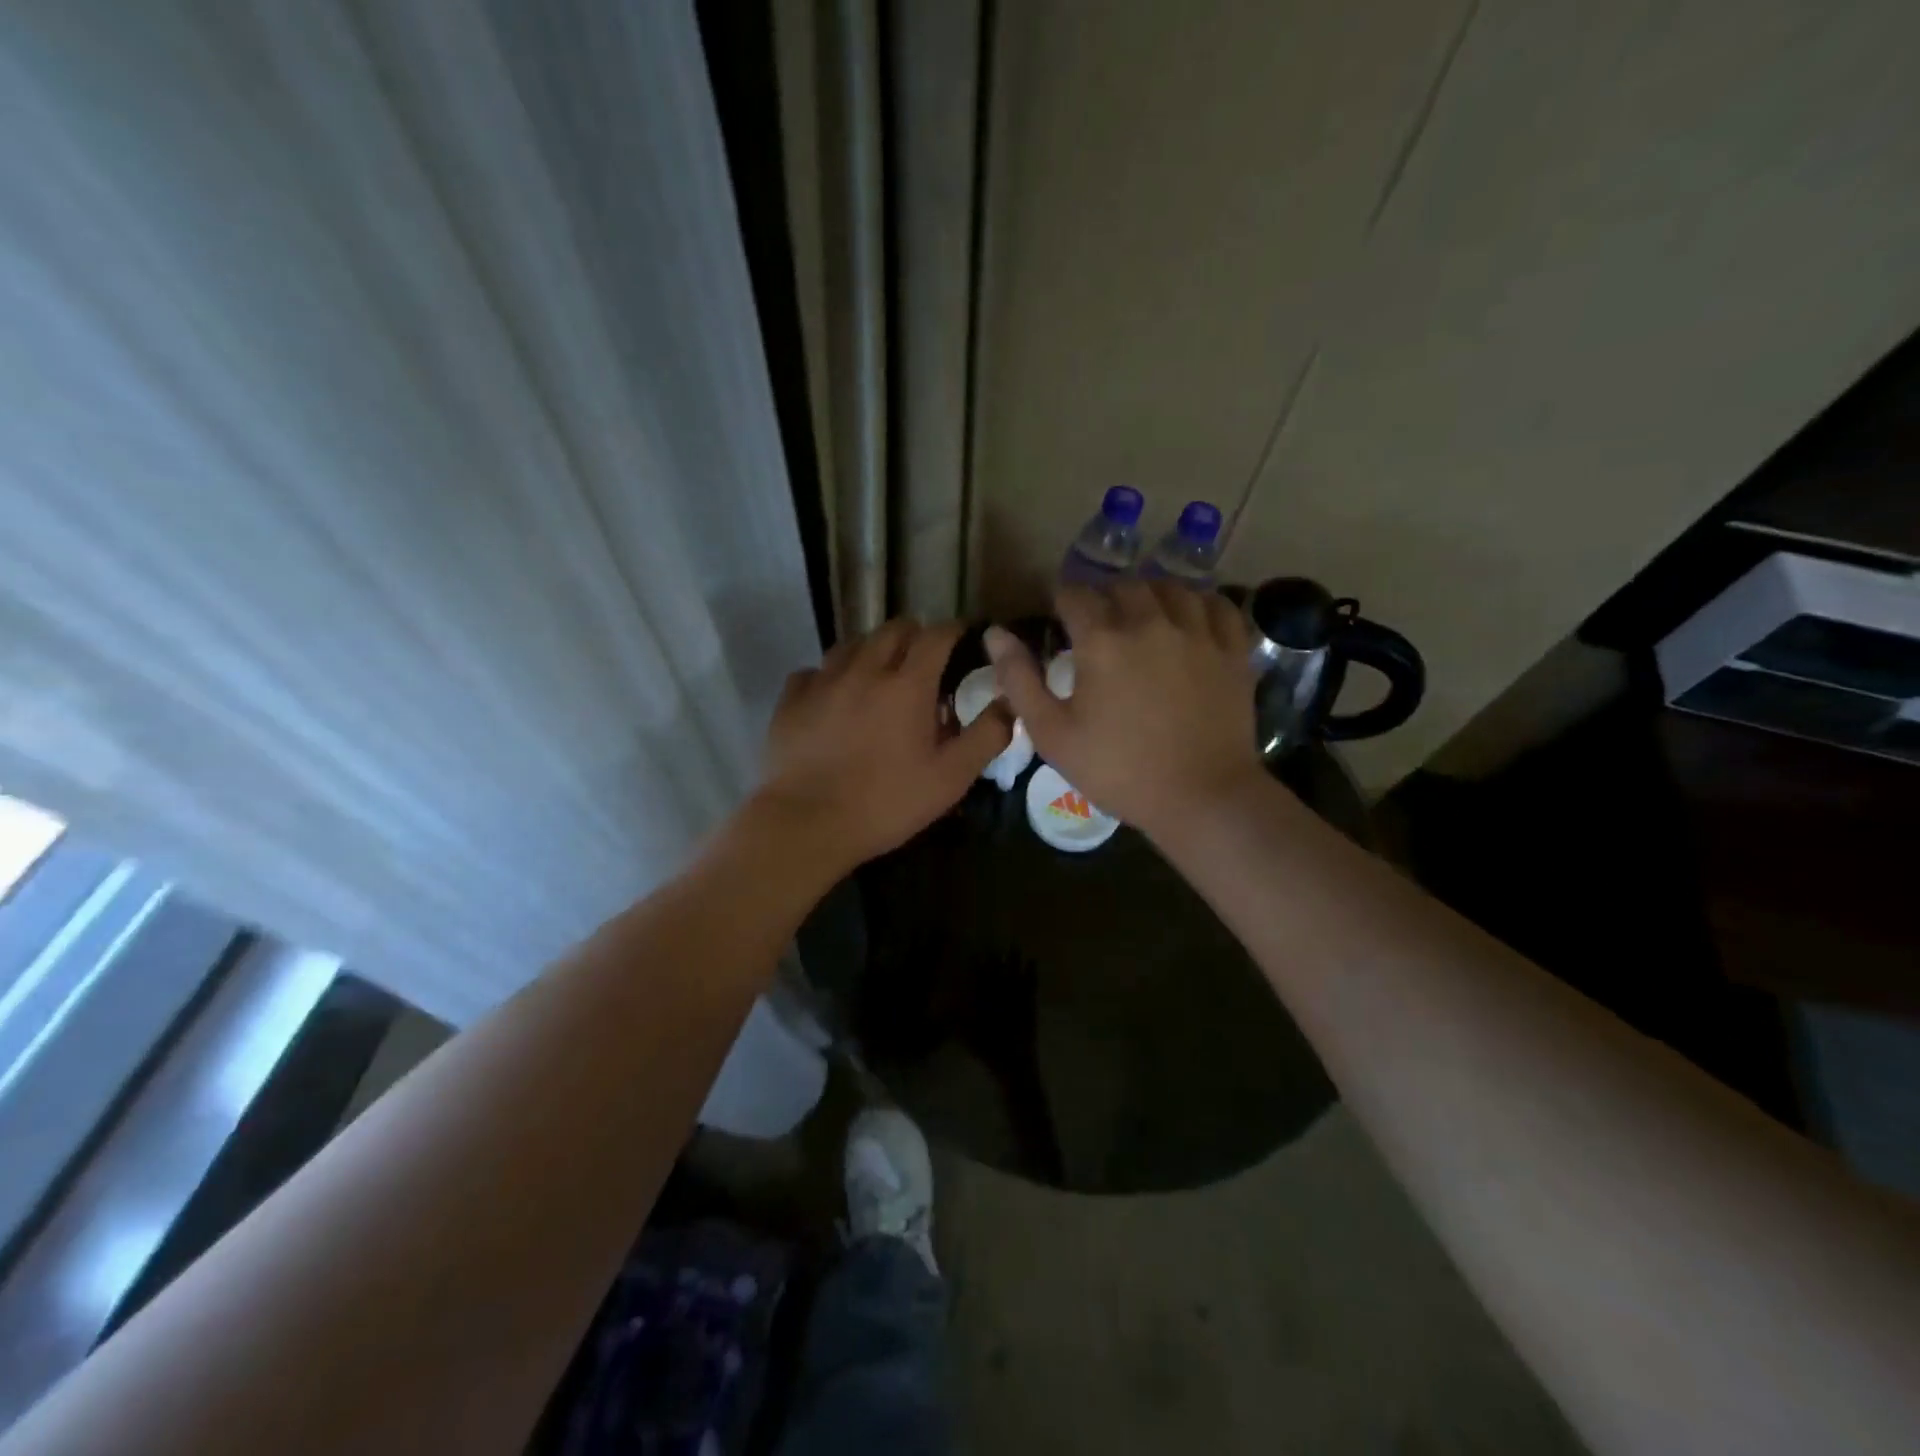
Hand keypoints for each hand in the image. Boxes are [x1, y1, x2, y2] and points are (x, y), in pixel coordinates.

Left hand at [755, 618, 1010, 869]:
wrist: (809, 822)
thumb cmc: (888, 802)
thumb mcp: (950, 777)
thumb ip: (986, 736)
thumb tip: (1010, 703)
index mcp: (908, 685)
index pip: (936, 636)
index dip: (953, 630)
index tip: (962, 635)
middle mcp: (865, 670)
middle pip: (892, 630)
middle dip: (914, 634)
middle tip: (923, 655)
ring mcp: (822, 682)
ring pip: (851, 644)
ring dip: (872, 648)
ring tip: (880, 669)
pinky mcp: (791, 700)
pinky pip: (813, 671)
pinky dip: (829, 675)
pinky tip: (833, 695)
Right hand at [985, 581, 1262, 841]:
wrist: (1200, 797)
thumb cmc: (1118, 770)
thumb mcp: (1052, 733)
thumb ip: (1019, 679)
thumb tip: (995, 634)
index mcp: (1102, 640)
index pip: (1074, 594)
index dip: (1060, 600)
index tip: (1058, 616)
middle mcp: (1150, 622)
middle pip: (1123, 586)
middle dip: (1104, 597)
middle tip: (1098, 624)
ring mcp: (1198, 632)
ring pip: (1171, 588)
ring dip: (1149, 595)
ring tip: (1142, 616)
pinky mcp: (1232, 649)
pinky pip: (1217, 605)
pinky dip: (1198, 603)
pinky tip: (1189, 618)